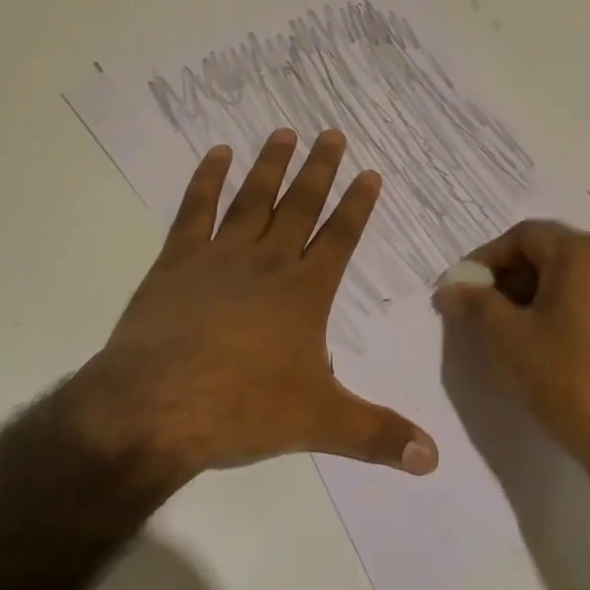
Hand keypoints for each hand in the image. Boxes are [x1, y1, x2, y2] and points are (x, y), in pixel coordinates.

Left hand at [68, 128, 438, 483]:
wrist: (156, 406)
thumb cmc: (241, 409)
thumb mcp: (319, 423)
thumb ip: (377, 436)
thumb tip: (434, 459)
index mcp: (304, 293)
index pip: (340, 238)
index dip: (358, 205)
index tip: (370, 172)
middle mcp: (268, 263)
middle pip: (300, 205)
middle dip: (320, 169)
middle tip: (332, 133)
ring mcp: (220, 256)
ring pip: (253, 198)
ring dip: (271, 165)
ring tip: (284, 131)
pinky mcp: (177, 260)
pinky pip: (196, 210)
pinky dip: (207, 180)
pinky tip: (217, 154)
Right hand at [432, 221, 589, 481]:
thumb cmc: (569, 378)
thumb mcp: (509, 337)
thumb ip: (475, 303)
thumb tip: (448, 288)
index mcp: (581, 252)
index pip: (522, 236)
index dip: (485, 259)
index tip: (462, 290)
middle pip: (546, 252)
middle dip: (507, 278)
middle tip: (479, 312)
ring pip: (567, 277)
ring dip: (531, 296)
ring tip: (506, 333)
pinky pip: (588, 298)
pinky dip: (558, 310)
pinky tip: (542, 346)